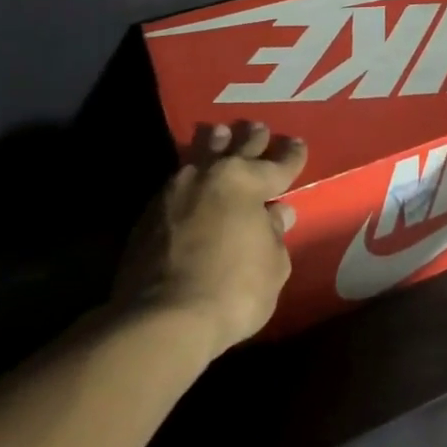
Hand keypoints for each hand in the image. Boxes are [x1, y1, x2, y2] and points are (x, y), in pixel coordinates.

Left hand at [113, 121, 307, 356]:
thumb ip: (274, 234)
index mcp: (247, 182)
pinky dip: (190, 177)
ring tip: (220, 134)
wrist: (162, 319)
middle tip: (259, 127)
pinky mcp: (148, 214)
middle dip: (252, 138)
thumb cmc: (234, 290)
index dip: (291, 155)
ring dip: (214, 145)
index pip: (278, 164)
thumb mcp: (273, 265)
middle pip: (237, 149)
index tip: (298, 144)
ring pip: (200, 156)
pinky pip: (177, 183)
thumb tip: (275, 214)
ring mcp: (174, 191)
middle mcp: (210, 176)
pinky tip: (191, 180)